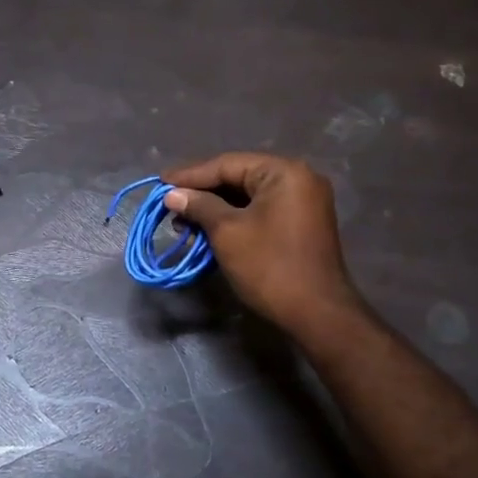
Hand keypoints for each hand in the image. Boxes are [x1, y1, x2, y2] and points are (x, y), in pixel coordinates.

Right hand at [162, 154, 364, 337]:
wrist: (317, 313)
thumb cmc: (270, 266)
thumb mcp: (227, 232)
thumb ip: (199, 206)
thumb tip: (172, 194)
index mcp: (284, 172)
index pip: (228, 164)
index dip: (191, 175)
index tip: (160, 183)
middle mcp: (299, 179)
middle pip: (239, 178)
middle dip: (202, 193)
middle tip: (170, 205)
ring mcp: (304, 203)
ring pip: (249, 198)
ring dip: (216, 209)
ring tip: (185, 223)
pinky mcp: (301, 225)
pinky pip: (262, 212)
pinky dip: (235, 220)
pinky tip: (209, 232)